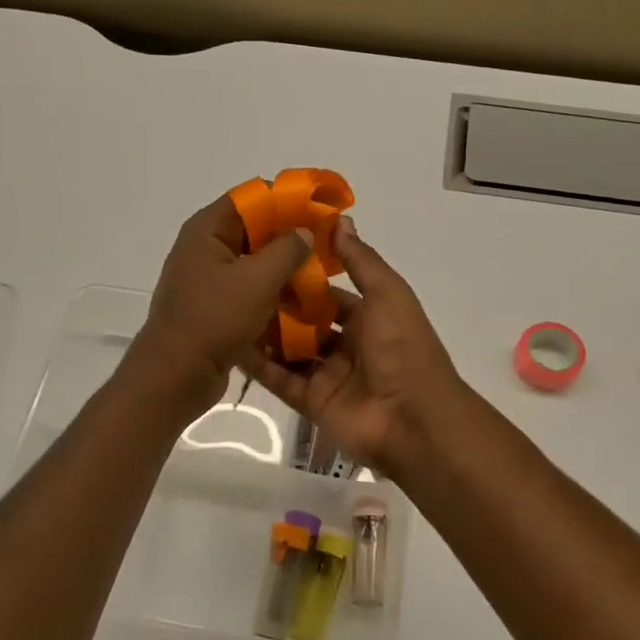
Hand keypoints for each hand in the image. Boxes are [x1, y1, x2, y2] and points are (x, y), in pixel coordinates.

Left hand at [121, 196, 313, 413]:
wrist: (176, 375)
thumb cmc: (215, 318)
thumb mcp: (259, 279)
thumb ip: (288, 249)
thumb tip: (304, 231)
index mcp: (208, 230)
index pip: (252, 197)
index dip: (287, 199)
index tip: (320, 209)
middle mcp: (205, 248)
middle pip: (255, 229)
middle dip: (291, 236)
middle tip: (326, 244)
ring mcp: (208, 280)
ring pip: (255, 263)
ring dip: (285, 268)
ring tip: (320, 275)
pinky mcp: (215, 308)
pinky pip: (249, 290)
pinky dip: (272, 293)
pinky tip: (300, 303)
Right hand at [243, 215, 467, 472]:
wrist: (411, 419)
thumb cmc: (402, 347)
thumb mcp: (387, 294)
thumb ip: (360, 260)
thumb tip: (340, 220)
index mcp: (370, 318)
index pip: (330, 294)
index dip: (303, 277)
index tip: (269, 257)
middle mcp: (348, 345)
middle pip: (306, 322)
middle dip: (278, 305)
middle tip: (239, 283)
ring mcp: (328, 375)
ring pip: (290, 350)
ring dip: (264, 333)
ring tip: (228, 310)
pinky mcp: (311, 402)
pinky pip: (280, 380)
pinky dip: (259, 365)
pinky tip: (231, 344)